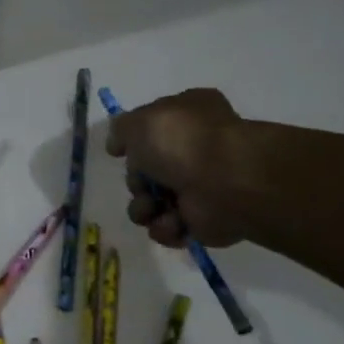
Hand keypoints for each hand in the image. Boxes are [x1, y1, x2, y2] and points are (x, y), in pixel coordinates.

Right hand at [105, 88, 261, 248]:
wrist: (226, 182)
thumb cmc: (183, 142)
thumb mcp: (139, 122)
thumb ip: (121, 129)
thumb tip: (117, 144)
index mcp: (187, 116)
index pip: (152, 128)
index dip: (133, 141)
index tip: (119, 151)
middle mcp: (194, 149)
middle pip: (145, 171)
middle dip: (136, 182)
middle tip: (143, 183)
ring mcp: (198, 186)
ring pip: (151, 202)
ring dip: (144, 208)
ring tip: (153, 208)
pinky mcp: (201, 220)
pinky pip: (167, 227)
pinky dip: (164, 227)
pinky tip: (173, 221)